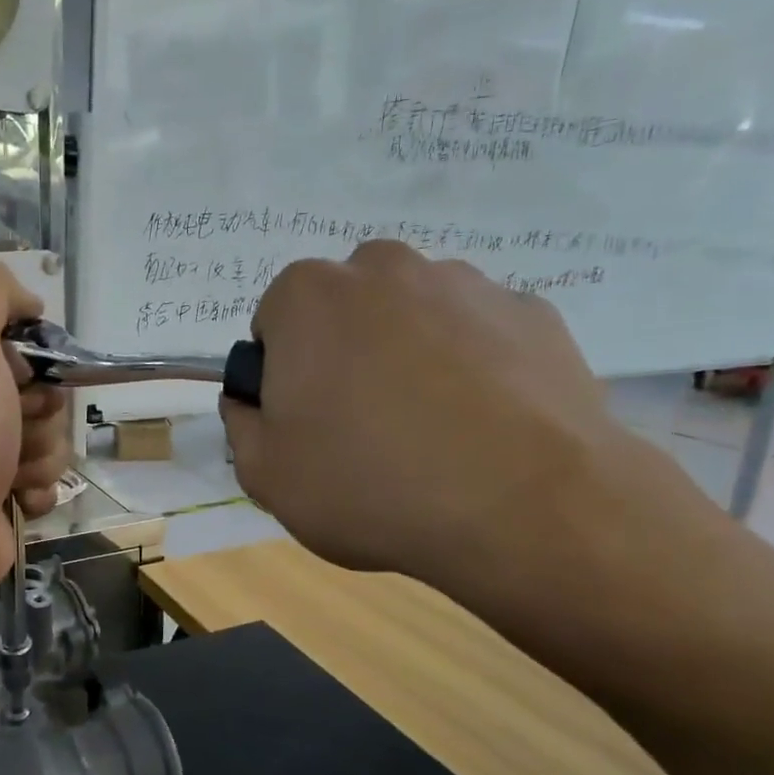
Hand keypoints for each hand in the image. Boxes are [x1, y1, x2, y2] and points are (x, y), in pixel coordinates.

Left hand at [0, 261, 71, 586]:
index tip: (20, 377)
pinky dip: (38, 491)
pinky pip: (50, 483)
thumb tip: (30, 301)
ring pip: (55, 443)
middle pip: (50, 398)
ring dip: (42, 458)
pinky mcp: (7, 496)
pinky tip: (14, 499)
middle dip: (43, 416)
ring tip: (9, 472)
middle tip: (14, 429)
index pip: (29, 350)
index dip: (37, 363)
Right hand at [221, 241, 676, 609]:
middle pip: (344, 309)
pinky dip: (472, 368)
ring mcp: (466, 284)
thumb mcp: (266, 475)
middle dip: (344, 353)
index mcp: (308, 297)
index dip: (282, 374)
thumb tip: (249, 402)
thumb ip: (240, 425)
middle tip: (362, 425)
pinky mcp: (533, 312)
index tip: (304, 422)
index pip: (274, 322)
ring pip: (414, 317)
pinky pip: (478, 336)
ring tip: (430, 432)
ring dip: (408, 356)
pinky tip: (482, 427)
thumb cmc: (369, 483)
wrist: (526, 506)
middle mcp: (384, 268)